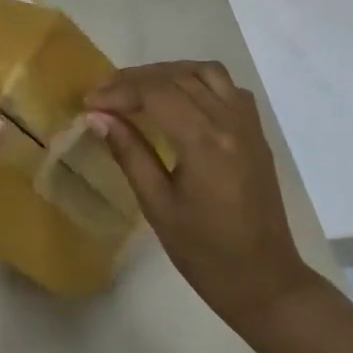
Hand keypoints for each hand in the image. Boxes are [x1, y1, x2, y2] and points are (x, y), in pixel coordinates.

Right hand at [85, 61, 314, 322]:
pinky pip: (228, 88)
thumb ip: (130, 153)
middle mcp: (231, 122)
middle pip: (179, 76)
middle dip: (136, 79)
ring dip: (169, 73)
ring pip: (207, 72)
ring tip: (138, 91)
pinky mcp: (256, 133)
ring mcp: (249, 125)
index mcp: (205, 143)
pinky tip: (178, 101)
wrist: (264, 280)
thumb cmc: (205, 253)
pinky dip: (198, 82)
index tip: (88, 103)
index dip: (118, 91)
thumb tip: (98, 117)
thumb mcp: (158, 205)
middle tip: (104, 95)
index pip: (156, 93)